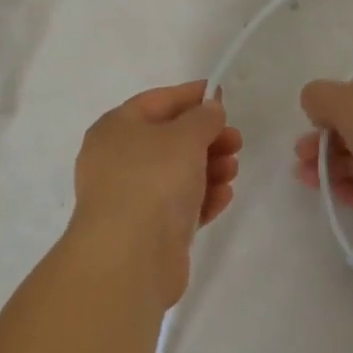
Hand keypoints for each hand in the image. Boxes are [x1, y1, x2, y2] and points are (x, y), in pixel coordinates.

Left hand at [70, 81, 241, 305]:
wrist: (130, 257)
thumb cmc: (153, 180)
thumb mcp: (184, 136)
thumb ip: (203, 118)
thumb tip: (209, 109)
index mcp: (116, 128)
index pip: (157, 101)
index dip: (190, 96)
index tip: (221, 95)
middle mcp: (118, 160)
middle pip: (169, 139)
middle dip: (206, 138)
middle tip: (236, 141)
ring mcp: (131, 197)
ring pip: (177, 173)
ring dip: (209, 168)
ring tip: (232, 170)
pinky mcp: (148, 230)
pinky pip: (179, 205)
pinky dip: (202, 197)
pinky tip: (224, 196)